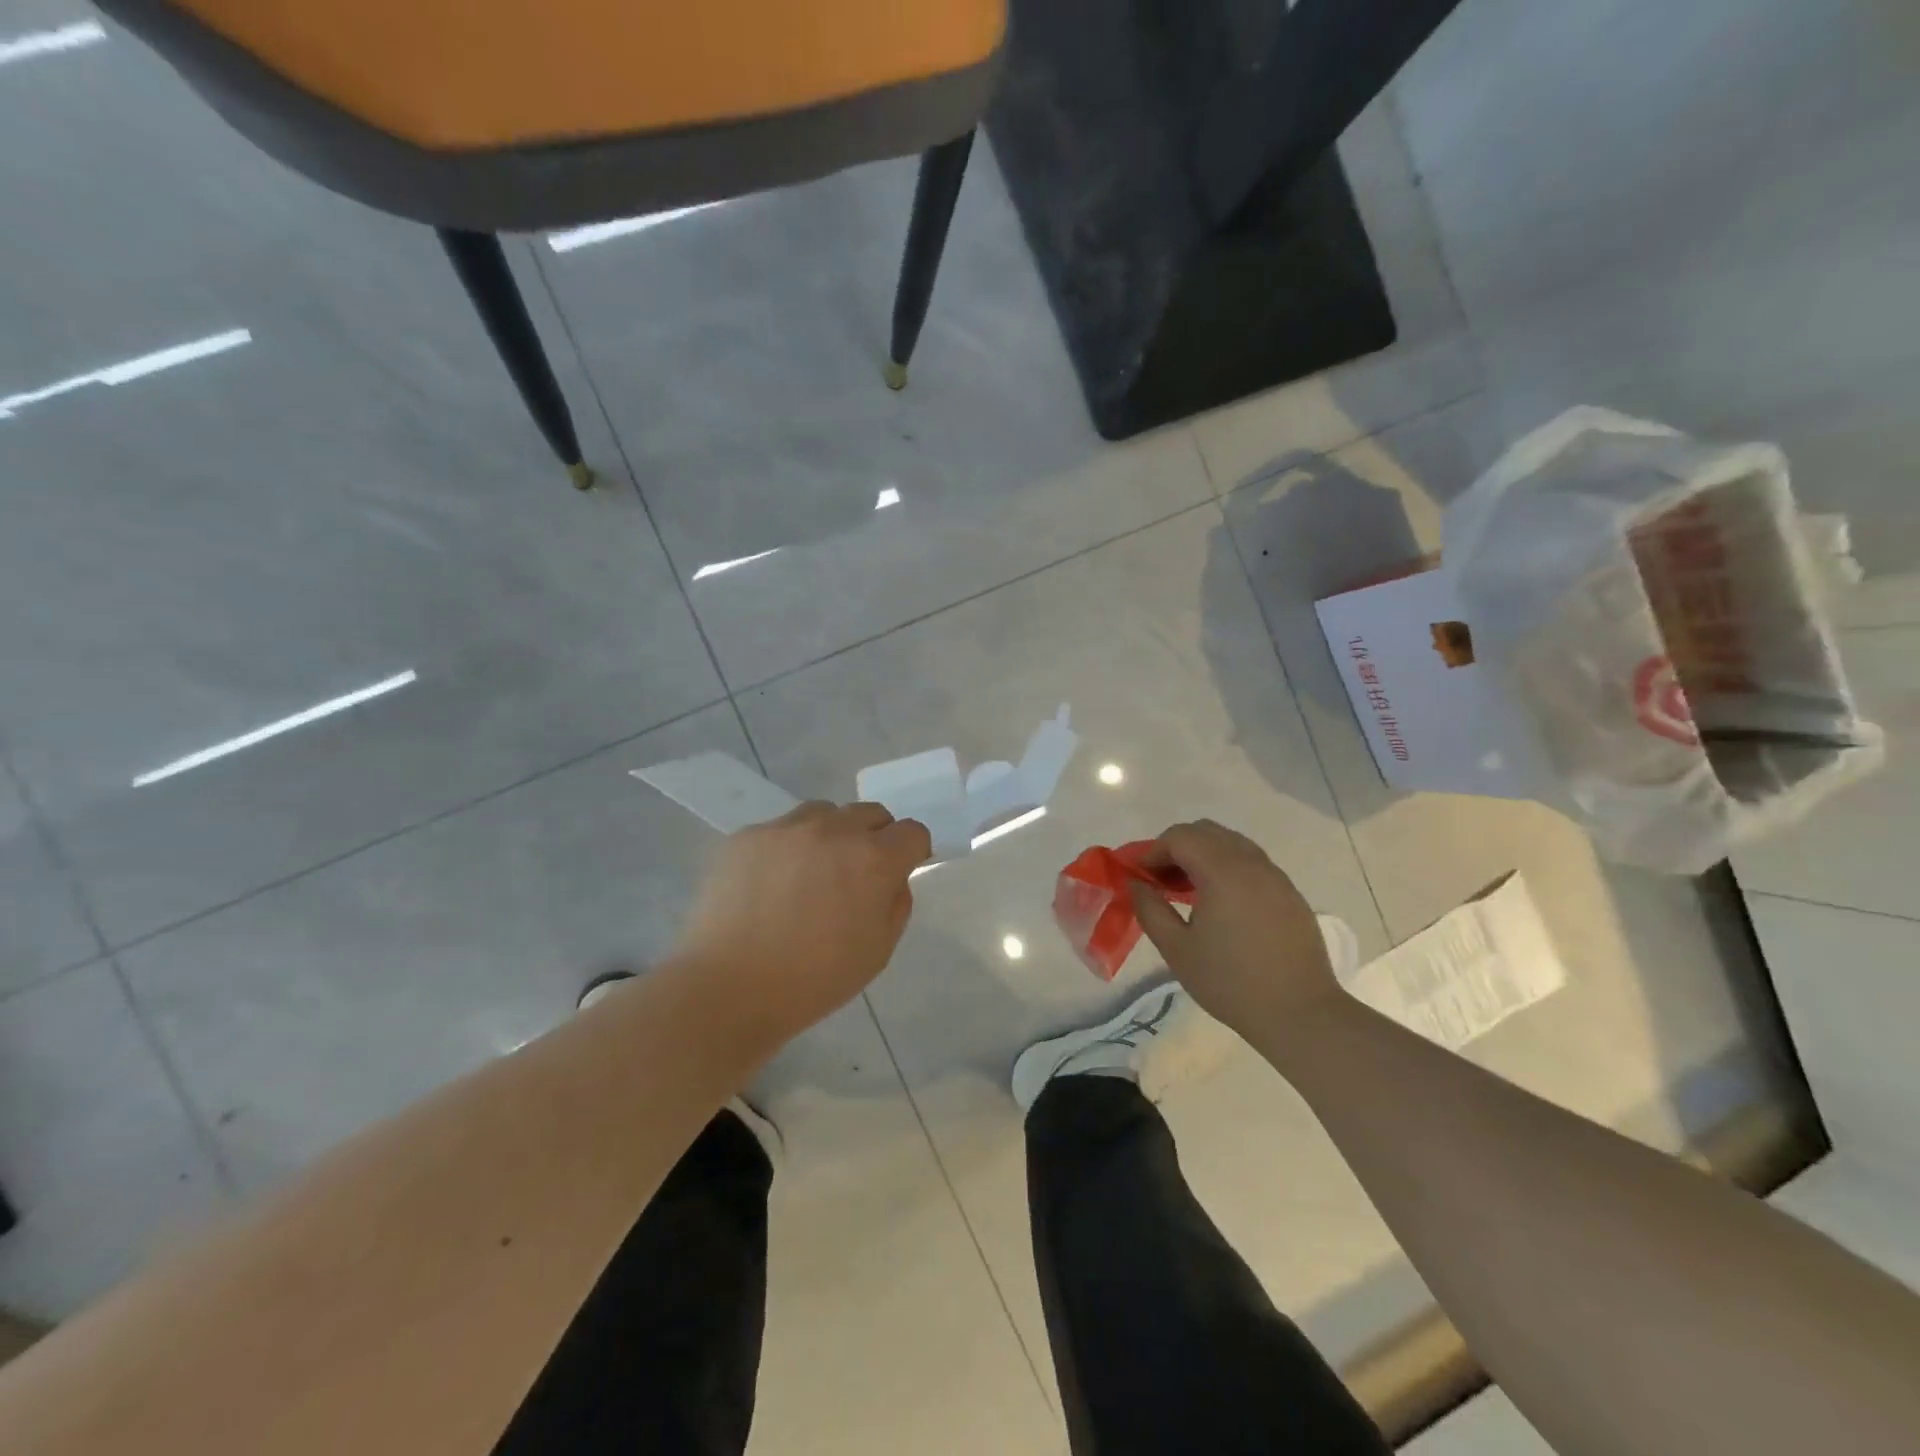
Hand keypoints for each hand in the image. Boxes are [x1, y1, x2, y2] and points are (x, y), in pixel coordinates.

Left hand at [674, 802, 930, 1045]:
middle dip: (875, 837)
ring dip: (831, 835)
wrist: (727, 988)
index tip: (900, 872)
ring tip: (811, 874)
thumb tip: (891, 877)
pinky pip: (780, 830)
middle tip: (856, 875)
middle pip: (870, 813)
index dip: (912, 852)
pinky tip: (770, 885)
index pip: (912, 832)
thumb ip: (896, 903)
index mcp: (873, 859)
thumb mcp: (878, 952)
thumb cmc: (813, 980)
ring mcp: (786, 828)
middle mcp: (833, 830)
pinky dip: (787, 849)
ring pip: (824, 813)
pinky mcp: (747, 836)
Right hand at [1128, 820, 1341, 1045]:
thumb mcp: (1177, 949)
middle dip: (1176, 848)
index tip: (1138, 876)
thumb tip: (1136, 885)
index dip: (1153, 850)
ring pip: (1231, 843)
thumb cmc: (1231, 983)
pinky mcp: (1290, 893)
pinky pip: (1251, 863)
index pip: (1180, 837)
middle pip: (1206, 831)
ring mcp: (1276, 876)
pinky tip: (1220, 904)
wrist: (1300, 1014)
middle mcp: (1252, 863)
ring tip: (1187, 891)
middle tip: (1160, 880)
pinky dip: (1227, 868)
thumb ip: (1150, 909)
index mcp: (1223, 872)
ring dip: (1203, 855)